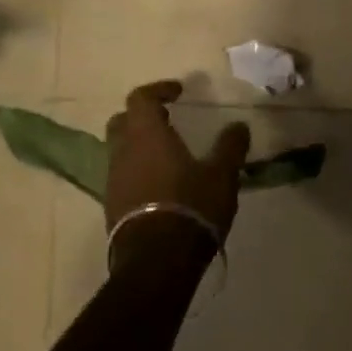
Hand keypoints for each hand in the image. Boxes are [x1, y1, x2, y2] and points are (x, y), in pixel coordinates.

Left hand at [104, 80, 250, 265]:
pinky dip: (139, 172)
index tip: (178, 92)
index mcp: (146, 136)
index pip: (141, 98)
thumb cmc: (191, 206)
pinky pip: (123, 177)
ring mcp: (113, 181)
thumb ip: (230, 146)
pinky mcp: (112, 207)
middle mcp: (123, 153)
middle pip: (122, 122)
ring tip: (169, 156)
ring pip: (120, 151)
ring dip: (140, 147)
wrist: (157, 260)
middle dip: (142, 117)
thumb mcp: (222, 174)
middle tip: (168, 120)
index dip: (158, 90)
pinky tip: (161, 186)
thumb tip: (239, 126)